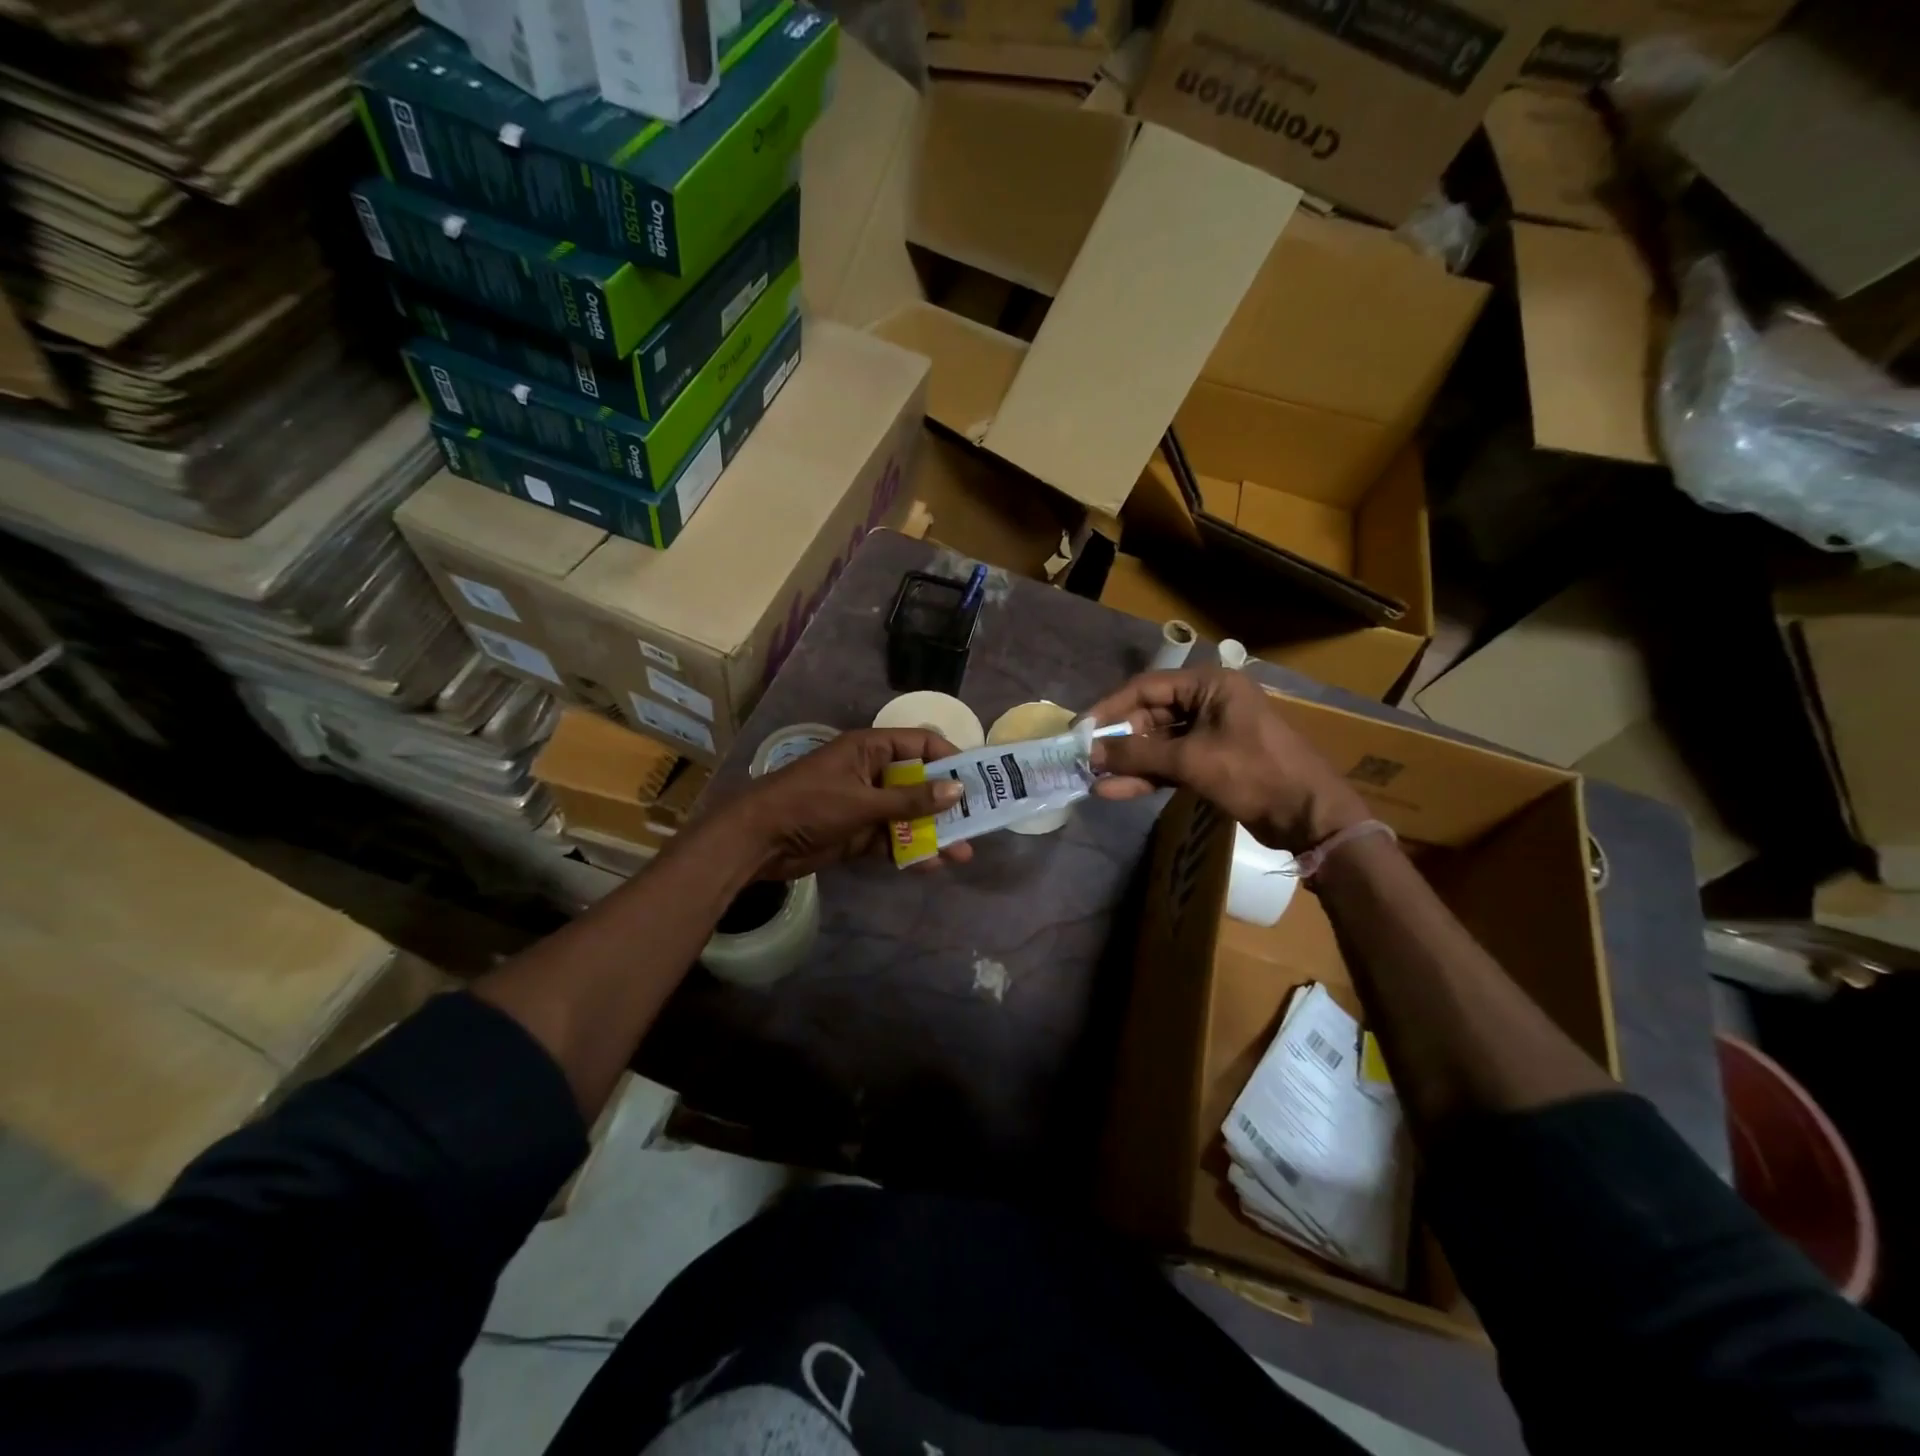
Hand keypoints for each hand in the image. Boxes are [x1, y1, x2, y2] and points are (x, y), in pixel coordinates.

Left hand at [718, 727, 972, 878]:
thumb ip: (910, 799)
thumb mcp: (863, 801)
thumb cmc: (810, 805)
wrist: (757, 841)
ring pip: (908, 815)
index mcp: (870, 749)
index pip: (920, 744)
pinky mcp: (857, 833)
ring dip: (933, 832)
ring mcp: (865, 804)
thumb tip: (957, 790)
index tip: (976, 781)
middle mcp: (872, 772)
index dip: (949, 759)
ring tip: (962, 853)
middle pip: (919, 783)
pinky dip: (910, 851)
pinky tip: (932, 865)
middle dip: (946, 803)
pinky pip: (892, 839)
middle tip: (978, 822)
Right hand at [1085, 668, 1368, 851]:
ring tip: (1094, 780)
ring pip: (1158, 743)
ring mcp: (1211, 733)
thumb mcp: (1191, 760)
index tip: (1080, 729)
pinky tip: (1117, 790)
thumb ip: (1137, 755)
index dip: (1110, 707)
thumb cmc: (1254, 773)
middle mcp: (1209, 702)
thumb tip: (1090, 754)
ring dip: (1129, 762)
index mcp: (1210, 685)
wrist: (1309, 816)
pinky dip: (1147, 776)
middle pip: (1150, 715)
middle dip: (1119, 741)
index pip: (1147, 687)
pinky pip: (1171, 763)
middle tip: (1086, 759)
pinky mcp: (1212, 761)